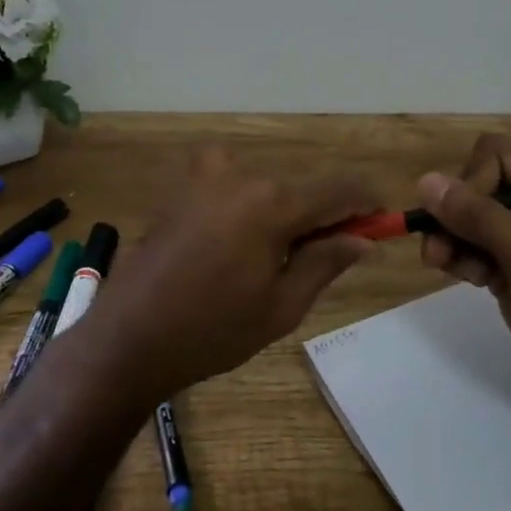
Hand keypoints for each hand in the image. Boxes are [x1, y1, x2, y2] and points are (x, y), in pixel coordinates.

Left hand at [85, 149, 379, 403]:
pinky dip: (250, 204)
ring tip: (276, 259)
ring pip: (268, 185)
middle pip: (302, 186)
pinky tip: (237, 243)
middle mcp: (242, 174)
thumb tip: (364, 238)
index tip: (381, 222)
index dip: (366, 203)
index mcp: (272, 202)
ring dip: (284, 212)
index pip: (339, 189)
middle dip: (323, 214)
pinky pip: (234, 184)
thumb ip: (326, 261)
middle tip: (329, 255)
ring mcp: (206, 175)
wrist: (129, 337)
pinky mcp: (184, 186)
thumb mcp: (282, 306)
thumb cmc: (212, 330)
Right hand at [418, 134, 510, 410]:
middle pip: (479, 184)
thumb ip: (481, 218)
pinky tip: (457, 275)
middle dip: (454, 213)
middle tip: (437, 250)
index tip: (458, 222)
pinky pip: (472, 245)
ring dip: (449, 236)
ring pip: (469, 216)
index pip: (499, 157)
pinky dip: (458, 256)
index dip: (471, 182)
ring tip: (440, 265)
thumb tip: (425, 181)